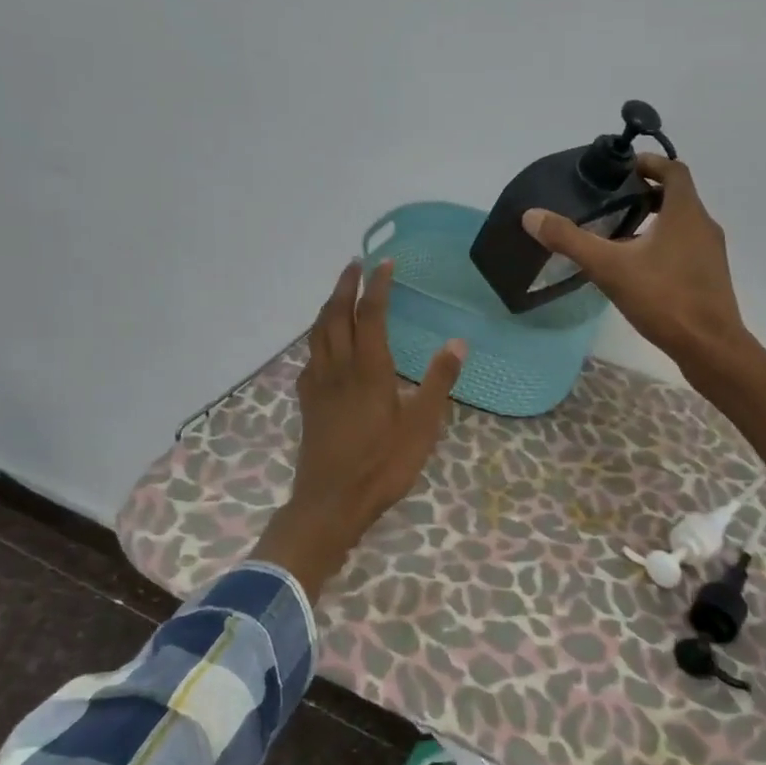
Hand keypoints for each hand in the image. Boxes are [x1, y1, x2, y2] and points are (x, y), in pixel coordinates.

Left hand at [252, 260, 466, 599]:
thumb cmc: (382, 465)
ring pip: (317, 333)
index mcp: (369, 369)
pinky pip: (310, 357)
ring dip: (328, 307)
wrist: (331, 502)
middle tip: (354, 264)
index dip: (377, 285)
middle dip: (344, 286)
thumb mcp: (421, 426)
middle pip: (335, 315)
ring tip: (338, 294)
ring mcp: (318, 385)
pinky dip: (317, 338)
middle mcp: (338, 368)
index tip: (384, 262)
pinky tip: (323, 346)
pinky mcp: (307, 402)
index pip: (370, 314)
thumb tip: (458, 342)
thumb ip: (439, 382)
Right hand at [521, 154, 747, 371]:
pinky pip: (686, 248)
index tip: (622, 169)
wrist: (710, 347)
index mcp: (685, 212)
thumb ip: (571, 240)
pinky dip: (664, 246)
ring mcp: (711, 253)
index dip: (648, 163)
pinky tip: (639, 269)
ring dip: (655, 221)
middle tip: (613, 202)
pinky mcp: (711, 277)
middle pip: (677, 196)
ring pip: (682, 224)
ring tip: (620, 236)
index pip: (673, 169)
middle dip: (646, 194)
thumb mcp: (610, 268)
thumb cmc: (664, 298)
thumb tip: (531, 215)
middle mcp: (703, 225)